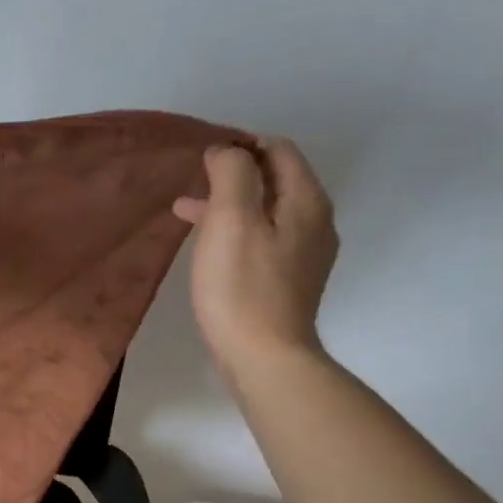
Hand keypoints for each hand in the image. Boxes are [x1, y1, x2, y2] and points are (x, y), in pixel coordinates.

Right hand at [173, 136, 338, 381]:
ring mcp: (305, 255)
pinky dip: (235, 232)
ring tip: (187, 212)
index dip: (240, 144)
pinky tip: (209, 247)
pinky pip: (263, 240)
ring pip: (266, 212)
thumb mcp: (231, 220)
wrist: (264, 358)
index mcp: (306, 201)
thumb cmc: (242, 288)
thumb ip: (231, 174)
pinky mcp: (289, 281)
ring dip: (229, 205)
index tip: (202, 156)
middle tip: (192, 182)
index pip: (278, 150)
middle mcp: (315, 222)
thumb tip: (227, 151)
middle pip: (275, 180)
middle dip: (232, 175)